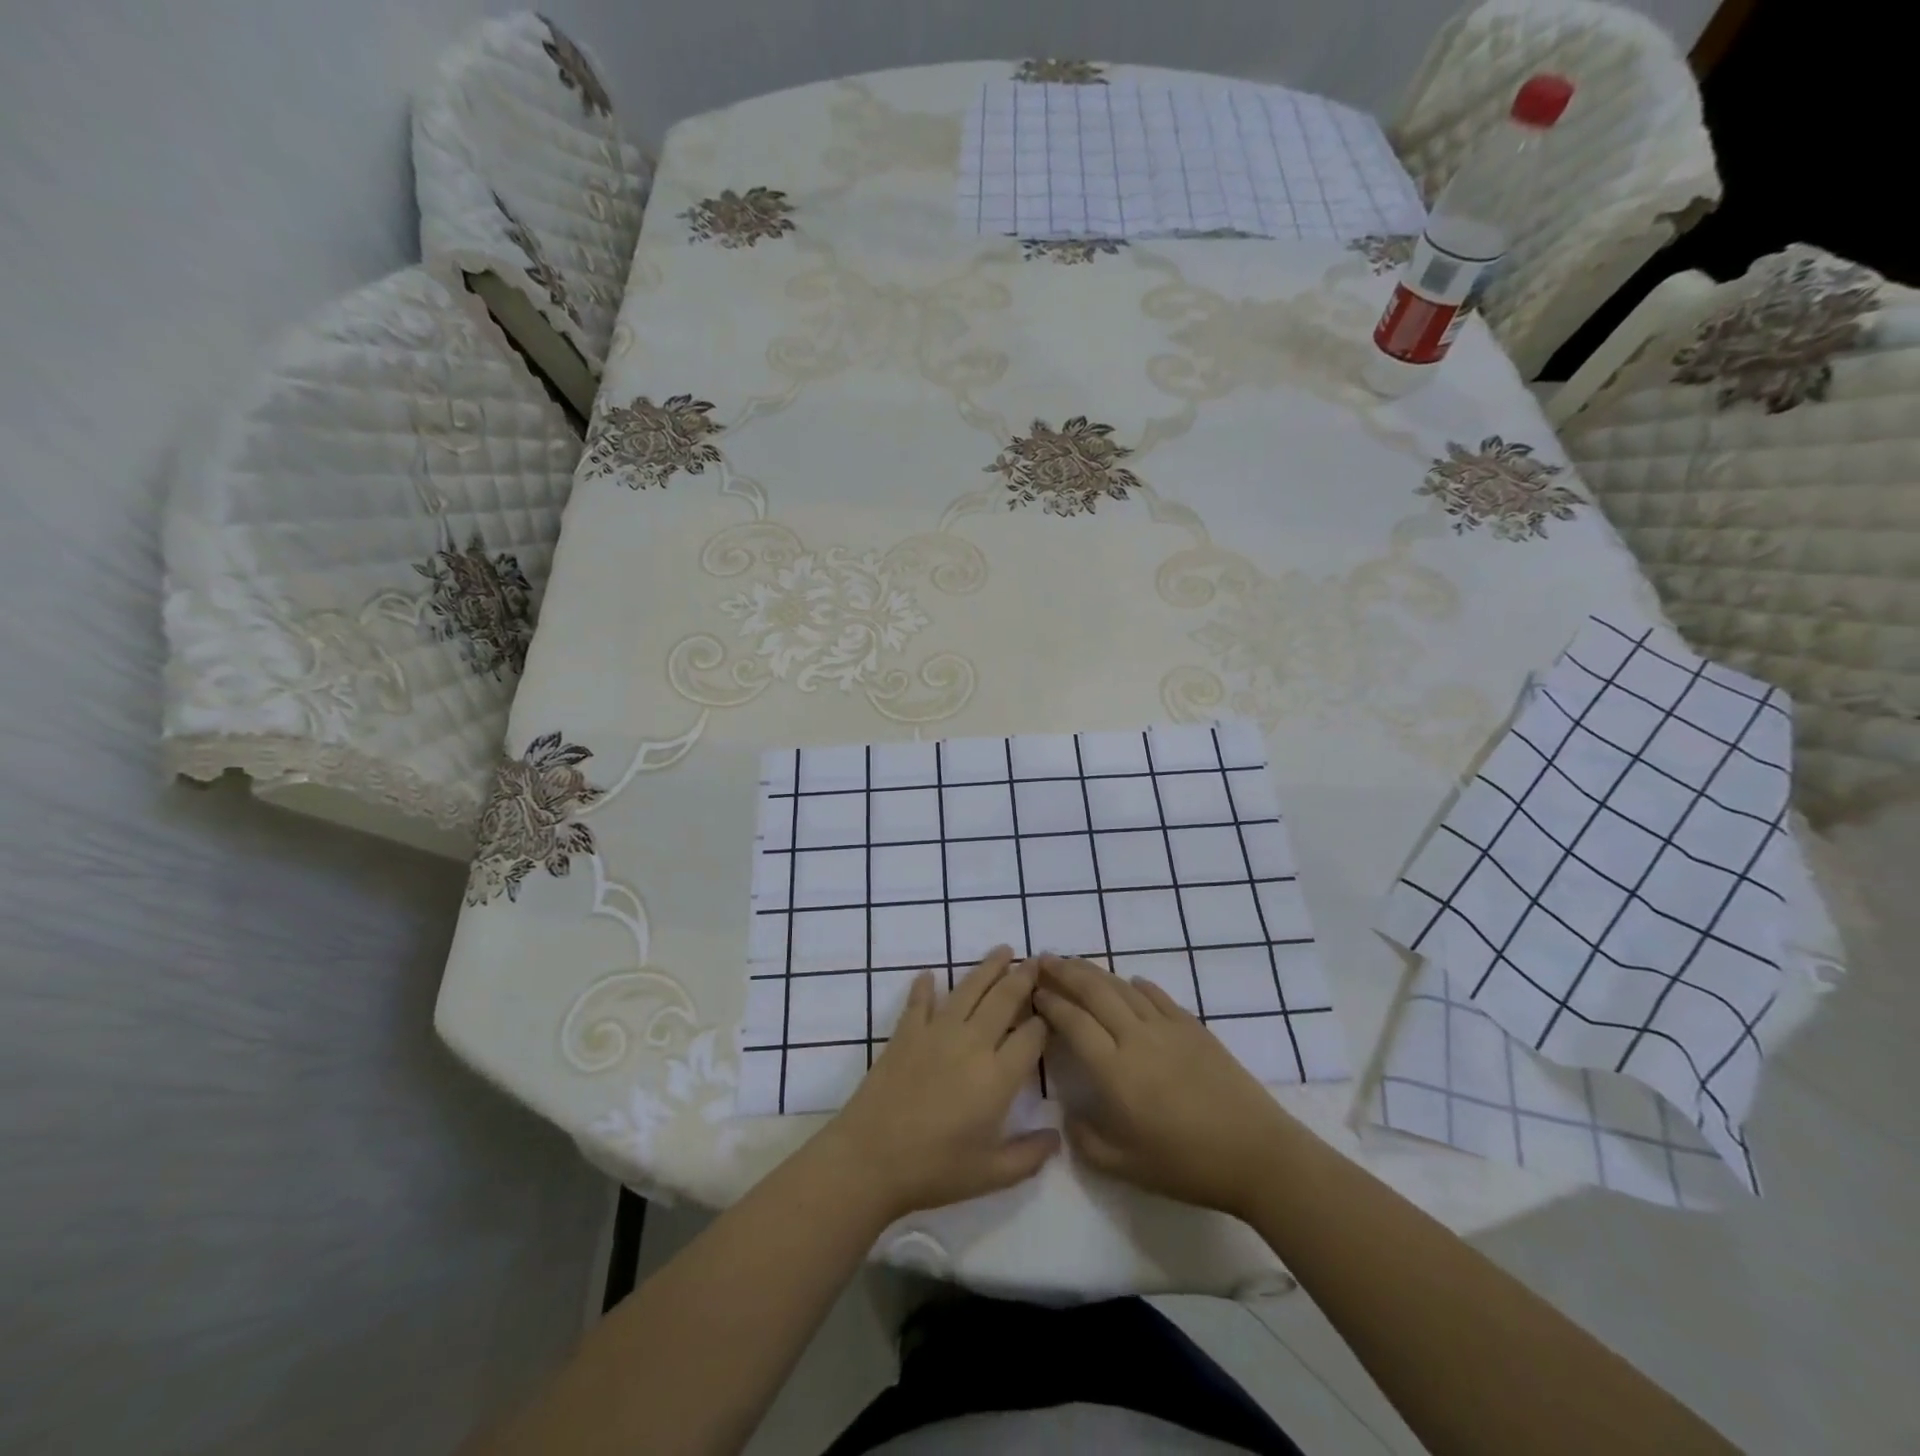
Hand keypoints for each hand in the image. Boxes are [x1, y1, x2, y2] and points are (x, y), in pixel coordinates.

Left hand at [821, 948, 1057, 1221]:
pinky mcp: (906, 1032)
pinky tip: (931, 976)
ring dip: (988, 968)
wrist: (870, 1157)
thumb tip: (1057, 1137)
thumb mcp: (991, 1174)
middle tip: (1037, 959)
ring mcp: (936, 1032)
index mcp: (998, 1076)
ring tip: (1003, 950)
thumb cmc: (934, 1169)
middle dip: (1024, 977)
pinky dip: (926, 987)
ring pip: (969, 989)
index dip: (1045, 1022)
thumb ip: (1028, 1155)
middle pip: (1004, 999)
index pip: (1032, 1036)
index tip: (1052, 1012)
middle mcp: (972, 1043)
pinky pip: (919, 1001)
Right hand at [1035, 955, 1293, 1218]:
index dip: (1050, 1003)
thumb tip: (1069, 1113)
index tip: (1033, 992)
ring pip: (1122, 988)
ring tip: (1075, 963)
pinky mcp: (1193, 1027)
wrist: (1256, 1153)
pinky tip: (1129, 982)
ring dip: (1095, 972)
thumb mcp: (1124, 1166)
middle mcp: (1135, 1038)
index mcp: (1114, 1071)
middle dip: (1065, 972)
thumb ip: (1086, 1139)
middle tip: (1044, 959)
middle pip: (1094, 992)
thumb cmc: (1186, 1164)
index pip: (1073, 1023)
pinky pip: (1157, 997)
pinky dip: (1138, 986)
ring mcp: (1167, 1028)